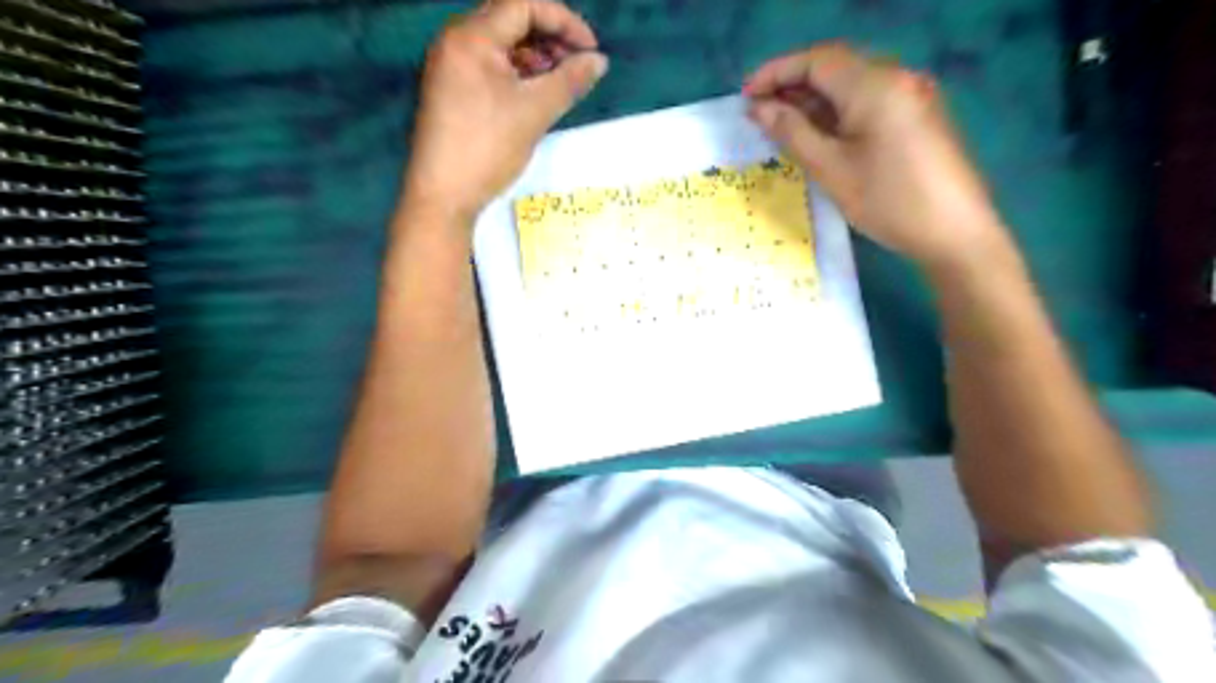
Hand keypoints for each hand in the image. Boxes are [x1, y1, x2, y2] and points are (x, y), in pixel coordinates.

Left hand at [402, 1, 606, 222]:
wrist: (442, 196)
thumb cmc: (487, 149)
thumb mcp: (534, 113)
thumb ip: (569, 81)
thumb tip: (599, 61)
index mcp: (471, 37)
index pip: (523, 5)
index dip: (563, 21)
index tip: (590, 49)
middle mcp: (455, 41)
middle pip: (509, 19)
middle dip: (549, 37)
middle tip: (577, 64)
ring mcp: (449, 66)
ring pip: (499, 45)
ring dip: (534, 55)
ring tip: (559, 81)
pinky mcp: (450, 89)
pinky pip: (488, 66)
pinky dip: (515, 73)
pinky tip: (534, 93)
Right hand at [747, 41, 1012, 272]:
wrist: (955, 232)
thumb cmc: (888, 201)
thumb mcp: (831, 168)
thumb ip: (792, 132)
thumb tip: (759, 108)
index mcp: (875, 85)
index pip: (817, 60)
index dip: (776, 72)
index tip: (745, 96)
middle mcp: (896, 78)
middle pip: (835, 68)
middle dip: (792, 85)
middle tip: (758, 114)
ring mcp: (910, 96)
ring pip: (851, 86)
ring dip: (813, 100)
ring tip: (780, 126)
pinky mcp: (916, 116)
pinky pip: (868, 102)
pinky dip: (837, 112)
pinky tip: (818, 134)